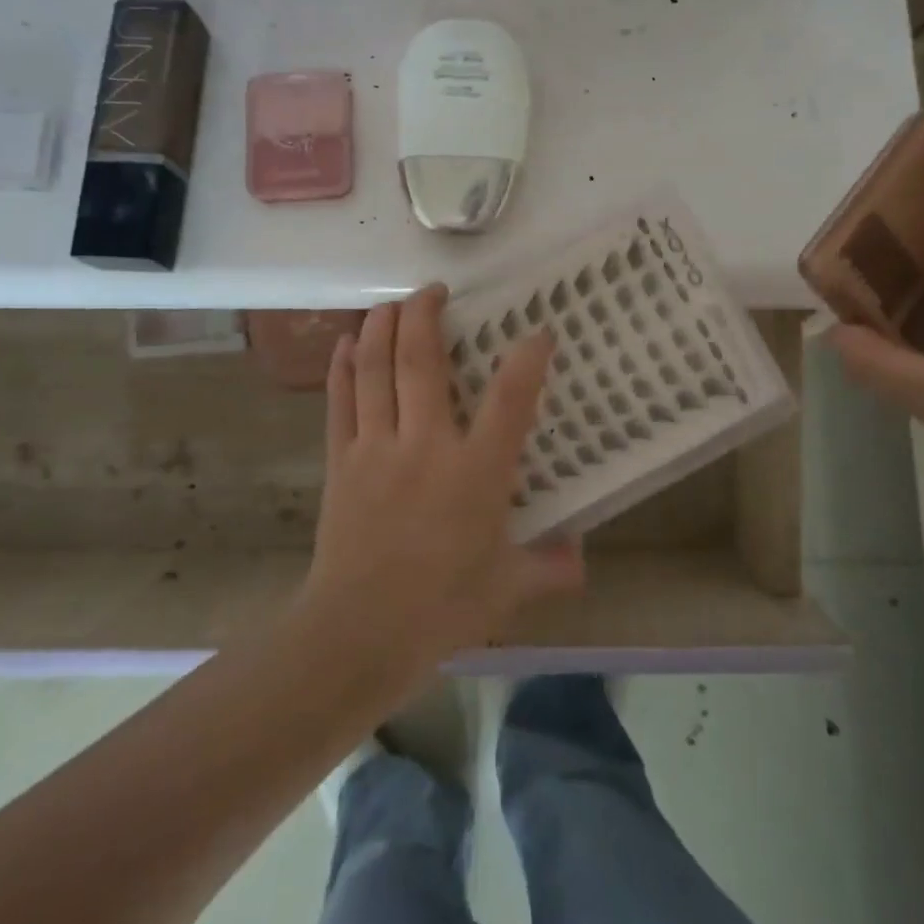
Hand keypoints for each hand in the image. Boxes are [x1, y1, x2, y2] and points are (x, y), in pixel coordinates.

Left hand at [300, 284, 585, 686]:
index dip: (527, 358)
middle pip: (421, 361)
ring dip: (382, 327)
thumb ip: (550, 567)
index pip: (509, 400)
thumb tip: (582, 555)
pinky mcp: (341, 460)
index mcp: (475, 472)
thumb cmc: (441, 608)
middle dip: (426, 314)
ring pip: (376, 369)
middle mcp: (425, 444)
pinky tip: (347, 342)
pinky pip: (340, 400)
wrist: (358, 634)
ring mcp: (377, 447)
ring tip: (392, 303)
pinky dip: (343, 366)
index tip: (538, 330)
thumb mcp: (508, 589)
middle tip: (434, 290)